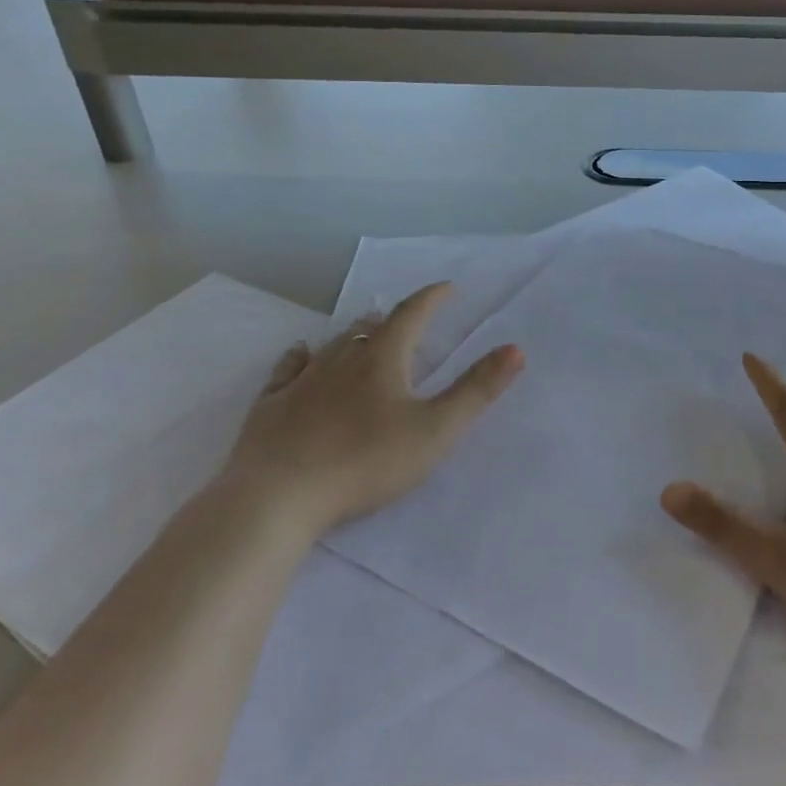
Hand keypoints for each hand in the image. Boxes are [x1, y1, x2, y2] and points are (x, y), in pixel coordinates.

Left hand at [225, 282, 523, 536]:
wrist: (277, 497)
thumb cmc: (365, 462)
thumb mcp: (435, 430)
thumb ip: (476, 390)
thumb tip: (515, 348)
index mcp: (382, 360)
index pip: (412, 315)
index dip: (432, 298)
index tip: (447, 288)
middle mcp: (341, 360)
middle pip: (369, 328)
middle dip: (392, 319)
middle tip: (405, 319)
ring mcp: (301, 382)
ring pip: (331, 345)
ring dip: (353, 335)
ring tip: (363, 331)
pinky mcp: (270, 407)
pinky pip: (287, 369)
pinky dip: (299, 357)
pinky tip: (299, 355)